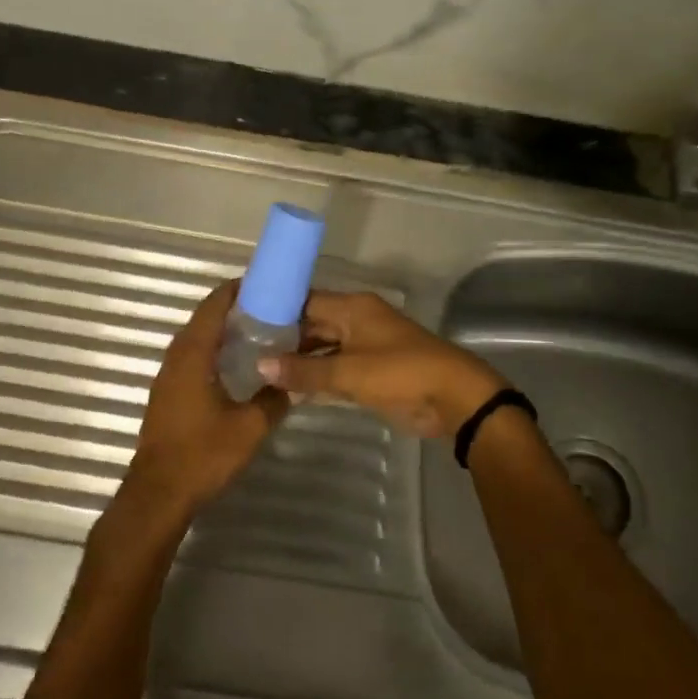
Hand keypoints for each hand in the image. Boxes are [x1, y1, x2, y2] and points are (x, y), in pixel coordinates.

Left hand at [125, 282, 287, 519]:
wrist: (158, 494)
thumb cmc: (203, 455)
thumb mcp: (250, 428)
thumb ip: (273, 400)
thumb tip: (290, 384)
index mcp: (193, 356)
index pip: (213, 307)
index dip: (236, 290)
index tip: (263, 284)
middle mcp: (176, 358)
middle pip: (203, 319)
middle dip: (233, 309)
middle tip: (268, 309)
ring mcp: (167, 377)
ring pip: (196, 340)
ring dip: (221, 331)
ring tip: (257, 332)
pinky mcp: (167, 395)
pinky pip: (191, 359)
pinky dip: (212, 351)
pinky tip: (235, 366)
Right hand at [257, 291, 506, 437]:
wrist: (453, 398)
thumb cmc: (400, 373)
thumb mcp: (348, 372)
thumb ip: (304, 371)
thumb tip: (261, 365)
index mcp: (353, 308)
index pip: (305, 300)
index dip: (276, 308)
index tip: (243, 320)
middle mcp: (356, 321)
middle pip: (312, 324)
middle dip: (283, 337)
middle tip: (245, 350)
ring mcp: (364, 347)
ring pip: (322, 348)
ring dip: (298, 360)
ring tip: (258, 370)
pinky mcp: (371, 372)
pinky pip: (335, 368)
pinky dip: (316, 376)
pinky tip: (288, 388)